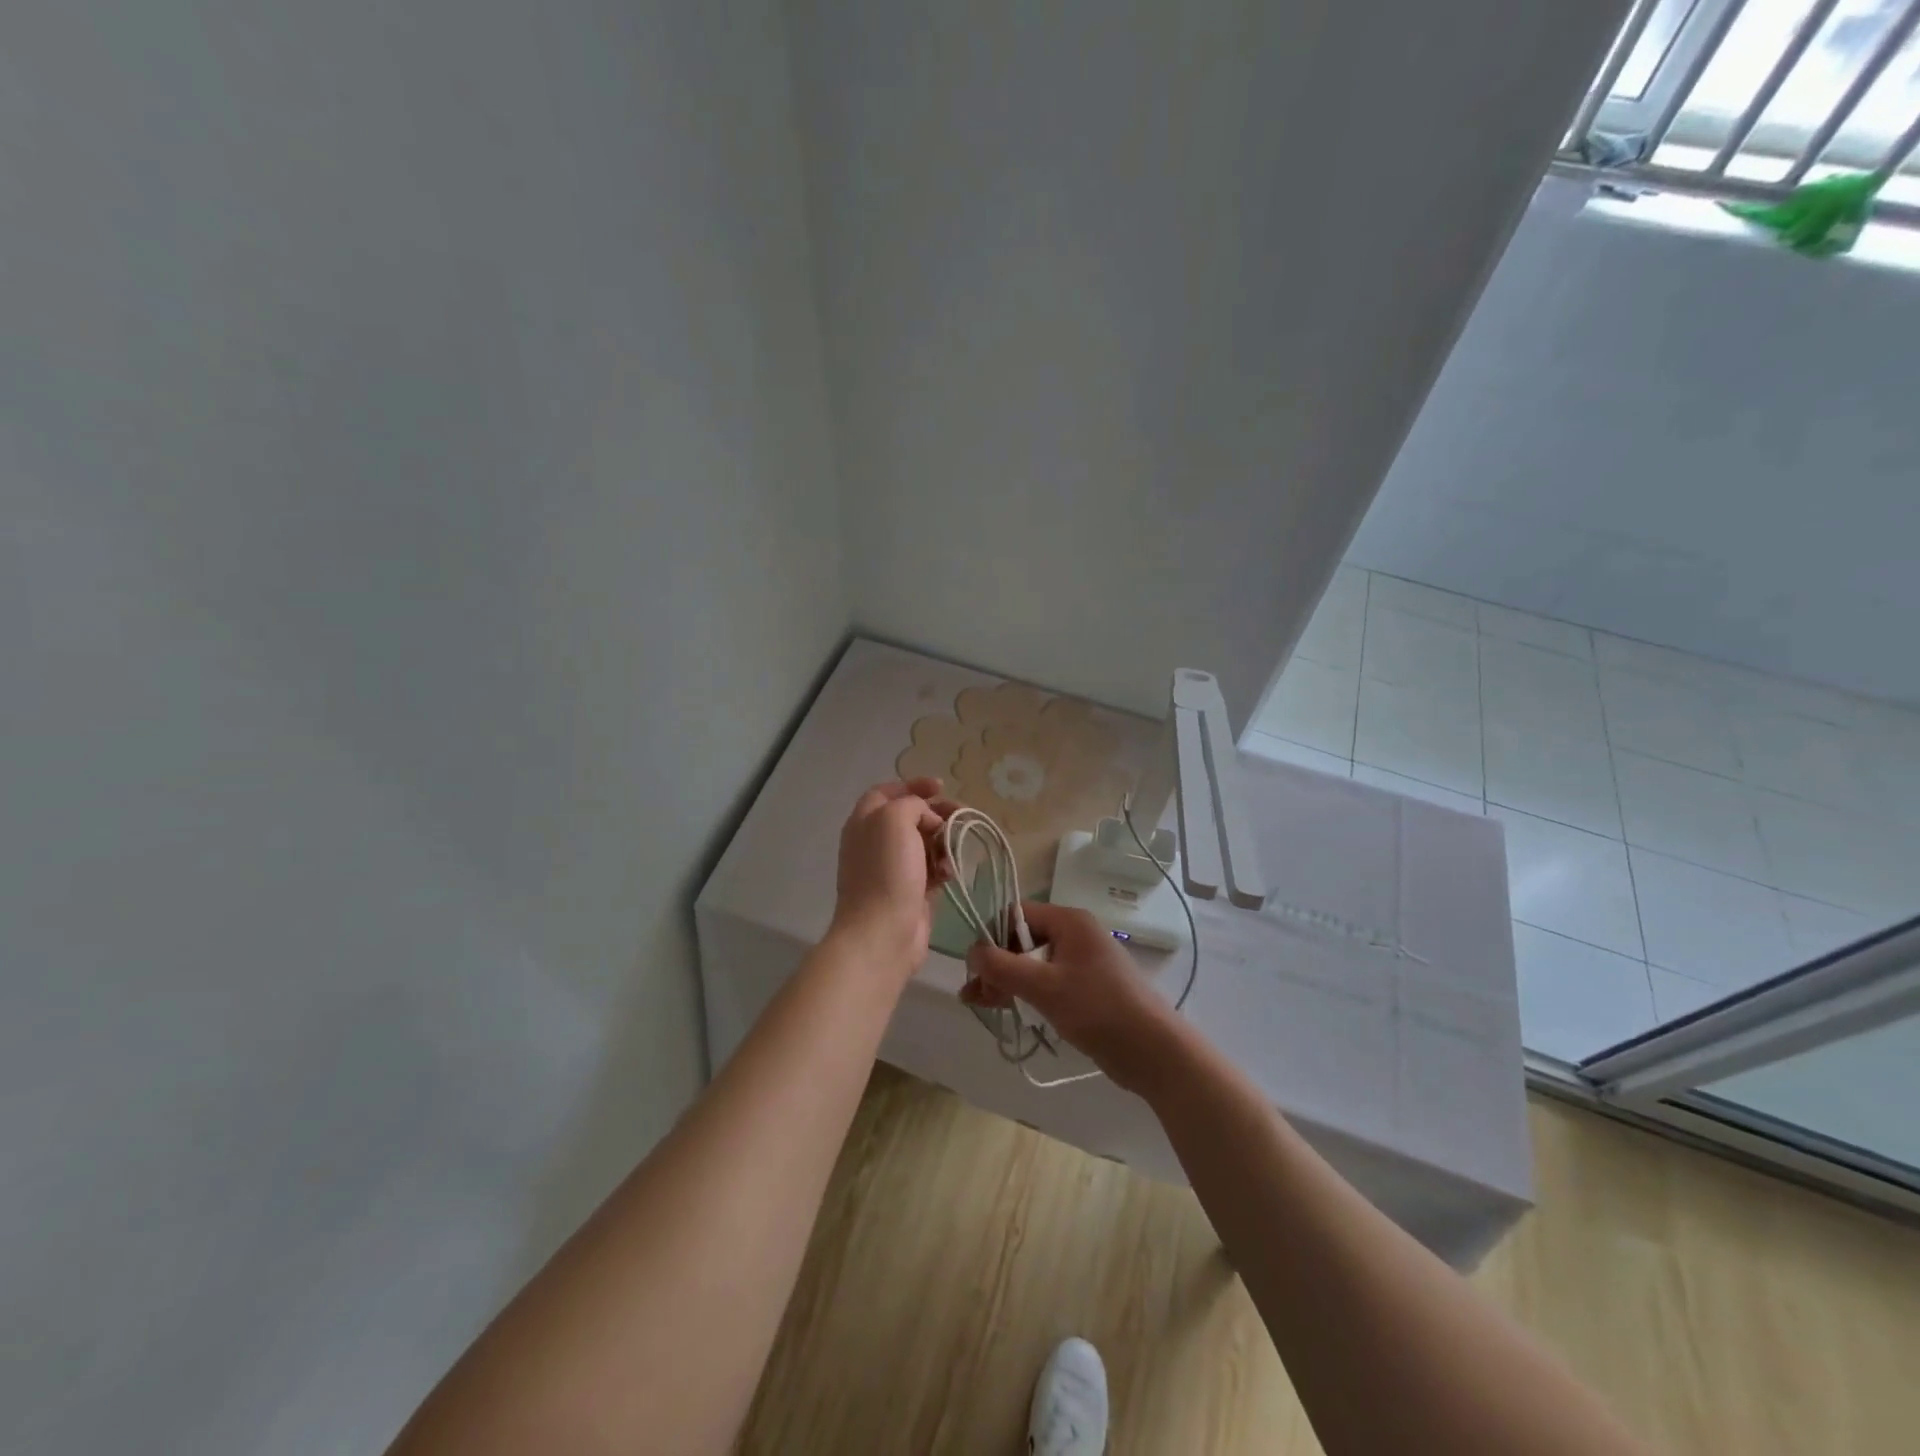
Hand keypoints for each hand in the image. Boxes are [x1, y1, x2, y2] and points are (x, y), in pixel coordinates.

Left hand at [827, 778, 955, 979]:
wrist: (882, 932)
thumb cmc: (885, 871)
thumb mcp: (894, 819)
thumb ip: (912, 805)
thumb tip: (928, 821)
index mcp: (865, 821)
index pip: (887, 792)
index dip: (912, 784)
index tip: (941, 786)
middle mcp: (876, 842)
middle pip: (910, 817)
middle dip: (936, 813)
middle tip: (961, 814)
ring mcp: (893, 869)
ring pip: (924, 843)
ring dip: (944, 841)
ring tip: (956, 847)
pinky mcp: (911, 892)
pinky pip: (932, 869)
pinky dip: (944, 866)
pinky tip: (950, 873)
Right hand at [962, 901, 1180, 1092]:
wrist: (1153, 1051)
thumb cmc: (1098, 1008)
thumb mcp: (1044, 986)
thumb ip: (1002, 966)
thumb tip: (971, 951)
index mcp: (1069, 921)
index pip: (1018, 914)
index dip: (993, 936)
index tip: (976, 966)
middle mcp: (1075, 936)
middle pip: (1023, 940)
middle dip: (996, 964)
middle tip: (974, 993)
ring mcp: (1081, 964)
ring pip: (1032, 964)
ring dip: (1005, 981)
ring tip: (976, 1003)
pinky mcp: (1085, 990)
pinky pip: (1046, 983)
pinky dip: (1025, 993)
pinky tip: (1003, 1009)